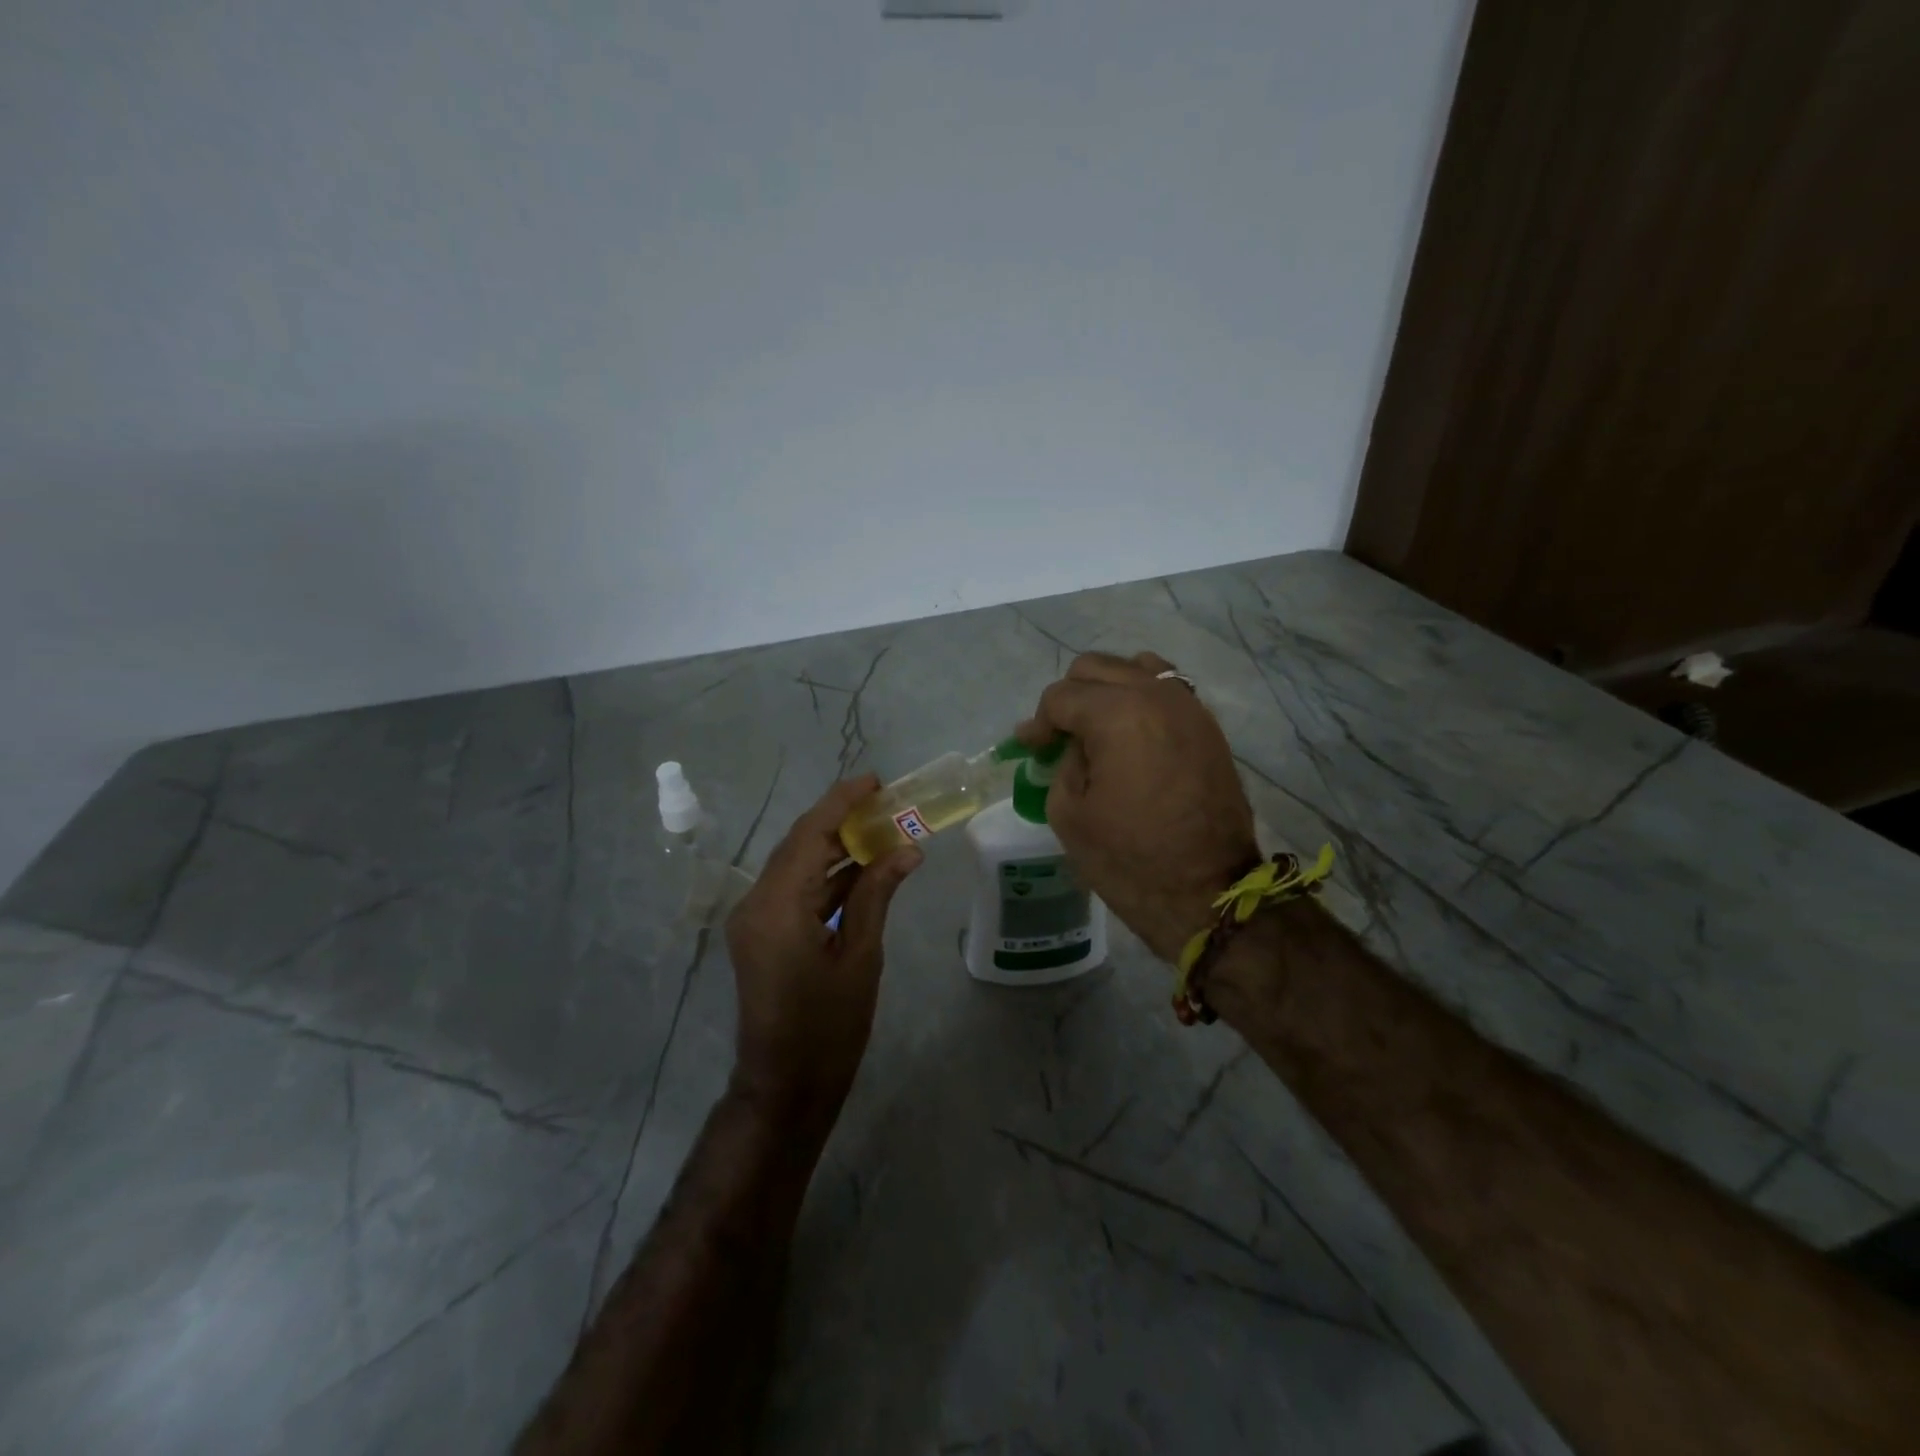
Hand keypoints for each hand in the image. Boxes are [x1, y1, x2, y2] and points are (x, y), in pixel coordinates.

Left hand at [724, 774, 921, 1129]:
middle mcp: (757, 902)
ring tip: (880, 828)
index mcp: (779, 905)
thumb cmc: (829, 1027)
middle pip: (800, 843)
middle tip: (885, 801)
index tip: (875, 780)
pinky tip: (861, 868)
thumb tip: (907, 849)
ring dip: (834, 845)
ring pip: (796, 864)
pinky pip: (794, 889)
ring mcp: (754, 918)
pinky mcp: (761, 933)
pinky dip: (825, 875)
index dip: (842, 801)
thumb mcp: (861, 957)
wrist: (785, 1086)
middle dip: (840, 818)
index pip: (811, 833)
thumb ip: (877, 894)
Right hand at [1018, 652, 1257, 960]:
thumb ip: (1063, 763)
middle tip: (1059, 737)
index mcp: (1117, 714)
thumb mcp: (1069, 813)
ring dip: (1108, 690)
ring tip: (1097, 727)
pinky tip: (1131, 733)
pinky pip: (1167, 690)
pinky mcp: (1208, 727)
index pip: (1061, 696)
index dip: (1038, 723)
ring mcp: (1189, 707)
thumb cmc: (1130, 859)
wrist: (1208, 893)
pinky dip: (1141, 699)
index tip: (1029, 748)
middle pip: (1096, 668)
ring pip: (1136, 668)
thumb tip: (1072, 745)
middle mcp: (1157, 695)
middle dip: (1069, 697)